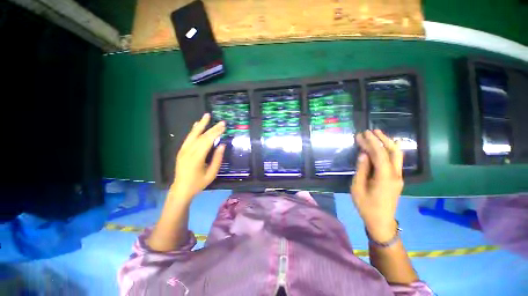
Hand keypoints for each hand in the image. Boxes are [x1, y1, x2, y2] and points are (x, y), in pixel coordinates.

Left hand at [171, 113, 224, 201]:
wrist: (181, 189)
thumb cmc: (198, 183)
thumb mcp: (211, 174)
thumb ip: (217, 159)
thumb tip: (222, 145)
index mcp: (196, 158)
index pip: (207, 141)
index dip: (216, 132)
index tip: (223, 126)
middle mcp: (188, 151)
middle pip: (201, 136)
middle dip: (212, 128)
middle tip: (221, 122)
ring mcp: (183, 150)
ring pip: (193, 134)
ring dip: (201, 124)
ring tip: (207, 115)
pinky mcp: (181, 150)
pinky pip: (188, 138)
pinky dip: (194, 130)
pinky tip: (197, 124)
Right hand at [351, 130, 403, 241]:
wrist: (381, 221)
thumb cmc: (366, 206)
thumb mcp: (358, 187)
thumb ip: (361, 170)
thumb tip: (363, 154)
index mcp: (384, 177)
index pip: (379, 154)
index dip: (371, 142)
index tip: (362, 134)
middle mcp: (395, 174)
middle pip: (393, 151)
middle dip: (382, 139)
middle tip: (371, 131)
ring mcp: (398, 176)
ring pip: (397, 155)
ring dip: (387, 143)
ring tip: (378, 134)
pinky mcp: (396, 178)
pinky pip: (394, 160)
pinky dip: (388, 150)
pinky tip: (384, 146)